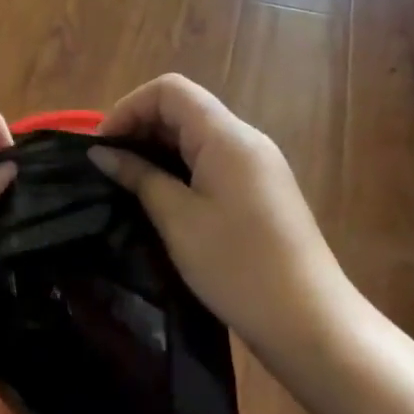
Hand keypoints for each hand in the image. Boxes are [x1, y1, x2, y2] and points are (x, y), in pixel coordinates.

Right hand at [89, 74, 355, 369]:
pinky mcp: (262, 189)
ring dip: (159, 148)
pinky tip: (163, 196)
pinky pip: (213, 159)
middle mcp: (245, 139)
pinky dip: (181, 166)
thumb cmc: (238, 266)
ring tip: (128, 181)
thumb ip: (139, 177)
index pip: (170, 90)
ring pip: (198, 135)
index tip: (102, 146)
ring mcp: (258, 164)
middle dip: (140, 127)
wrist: (311, 323)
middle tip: (108, 165)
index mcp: (226, 136)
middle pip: (184, 108)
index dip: (129, 107)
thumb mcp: (178, 220)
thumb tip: (102, 153)